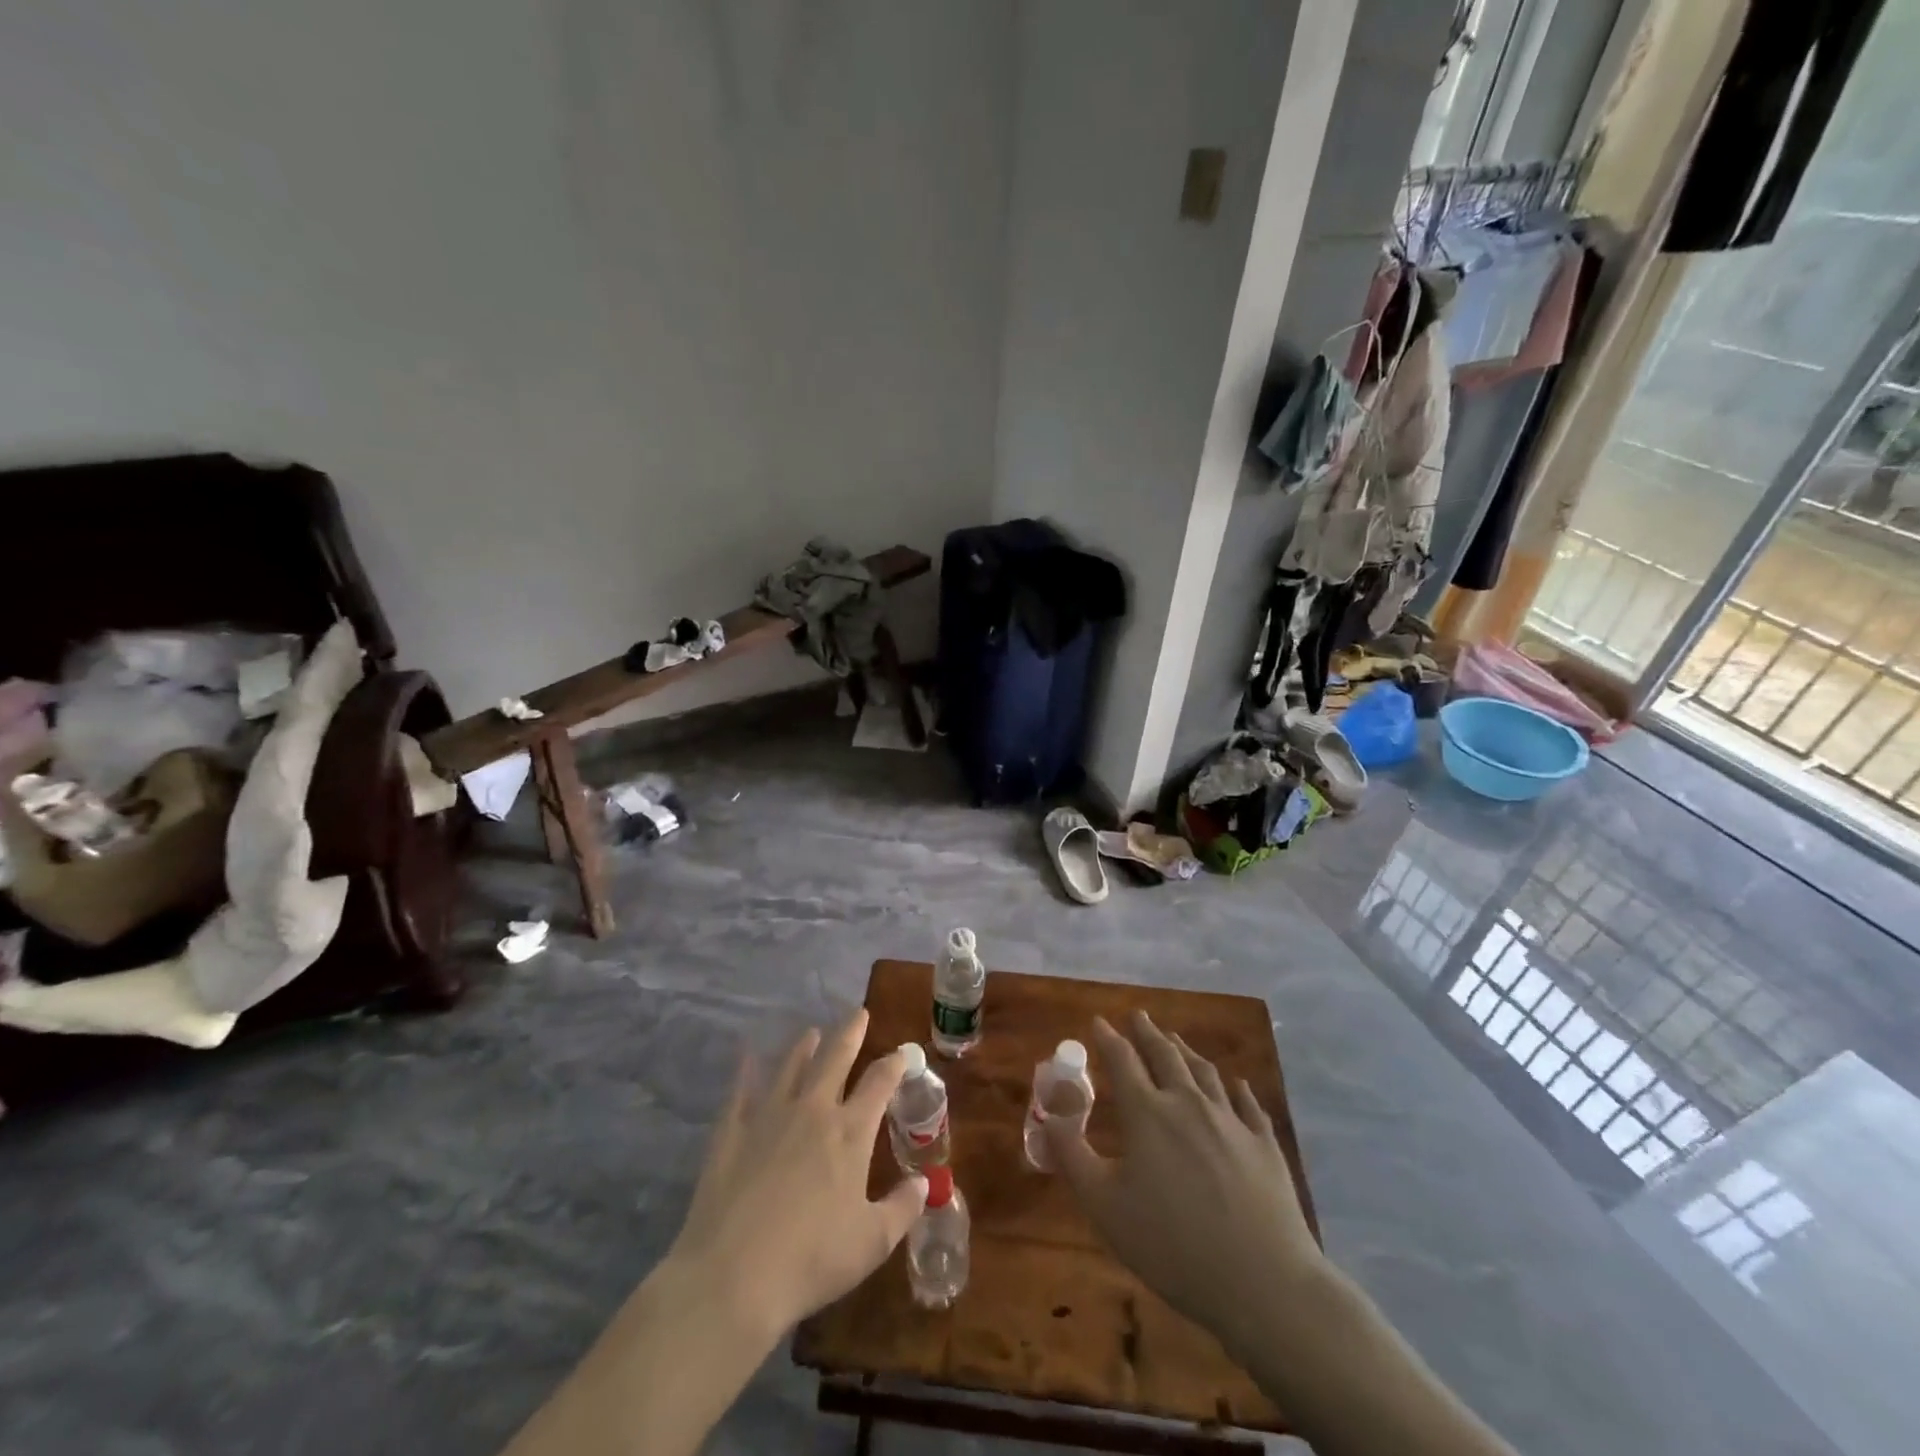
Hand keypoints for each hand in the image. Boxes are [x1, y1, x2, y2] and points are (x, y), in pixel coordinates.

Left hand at [665, 1010, 926, 1342]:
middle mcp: (812, 1111)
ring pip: (791, 1067)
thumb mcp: (872, 1243)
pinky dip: (746, 1071)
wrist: (733, 1278)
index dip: (894, 1064)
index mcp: (850, 1132)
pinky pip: (740, 1091)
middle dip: (850, 1033)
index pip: (879, 1083)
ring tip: (812, 1033)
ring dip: (804, 1047)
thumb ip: (902, 1208)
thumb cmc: (812, 1260)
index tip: (902, 1053)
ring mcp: (768, 1117)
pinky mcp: (731, 1133)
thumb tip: (925, 1185)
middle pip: (835, 1058)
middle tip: (858, 1013)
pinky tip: (747, 1056)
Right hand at [1045, 1011, 1323, 1354]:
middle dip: (1147, 1033)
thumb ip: (1072, 1156)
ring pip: (1205, 1072)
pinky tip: (1236, 1084)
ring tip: (1175, 1040)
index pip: (1122, 1060)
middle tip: (1138, 1016)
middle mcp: (1188, 1103)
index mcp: (1148, 1113)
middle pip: (1165, 1055)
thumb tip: (1049, 1116)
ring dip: (1185, 1051)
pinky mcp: (1264, 1144)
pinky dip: (1236, 1088)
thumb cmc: (1172, 1245)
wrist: (1263, 1282)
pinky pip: (1248, 1104)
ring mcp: (1231, 1121)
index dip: (1108, 1038)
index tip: (1098, 1021)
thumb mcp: (1104, 1206)